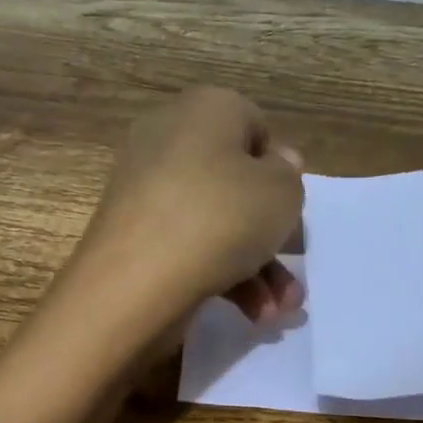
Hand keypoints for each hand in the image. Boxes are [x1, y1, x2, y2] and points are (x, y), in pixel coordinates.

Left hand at [71, 86, 305, 328]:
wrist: (137, 280)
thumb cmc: (222, 218)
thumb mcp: (282, 192)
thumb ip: (288, 175)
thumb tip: (275, 164)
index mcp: (205, 109)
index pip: (254, 127)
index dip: (279, 170)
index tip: (288, 209)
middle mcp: (170, 140)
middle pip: (235, 184)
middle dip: (270, 236)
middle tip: (290, 274)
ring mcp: (146, 191)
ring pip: (216, 224)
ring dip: (255, 269)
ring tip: (277, 311)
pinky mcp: (133, 236)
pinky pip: (188, 247)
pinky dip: (220, 276)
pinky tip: (249, 314)